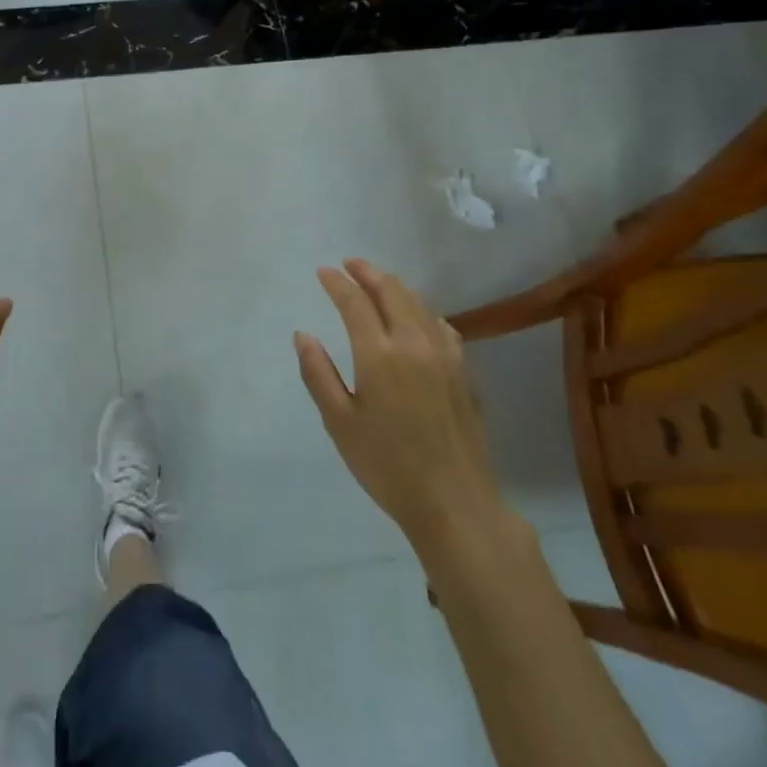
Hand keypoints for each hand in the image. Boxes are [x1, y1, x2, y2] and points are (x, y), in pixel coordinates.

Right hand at [295, 259, 515, 562]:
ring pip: (418, 303)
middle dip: (367, 272)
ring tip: (377, 282)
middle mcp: (414, 343)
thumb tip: (302, 335)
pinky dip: (422, 311)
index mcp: (379, 354)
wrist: (455, 502)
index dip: (337, 282)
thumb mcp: (340, 422)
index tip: (322, 271)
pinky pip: (441, 325)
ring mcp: (444, 355)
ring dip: (394, 287)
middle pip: (391, 291)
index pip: (354, 302)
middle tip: (349, 264)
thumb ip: (318, 373)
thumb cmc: (387, 465)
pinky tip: (418, 318)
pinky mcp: (463, 372)